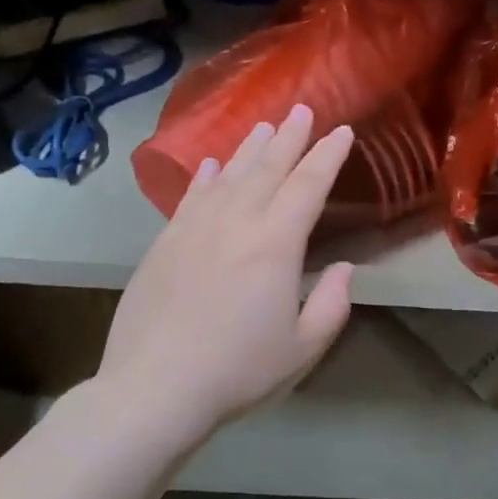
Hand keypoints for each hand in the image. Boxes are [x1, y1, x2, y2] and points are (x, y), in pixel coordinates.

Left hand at [94, 104, 354, 442]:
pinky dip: (205, 177)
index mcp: (275, 244)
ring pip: (228, 176)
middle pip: (267, 169)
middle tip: (304, 111)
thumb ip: (332, 304)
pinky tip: (211, 166)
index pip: (308, 186)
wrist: (154, 388)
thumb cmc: (238, 370)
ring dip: (249, 149)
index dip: (327, 156)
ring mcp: (194, 229)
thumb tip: (342, 268)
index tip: (341, 132)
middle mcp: (235, 223)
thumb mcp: (303, 347)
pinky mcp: (164, 243)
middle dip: (290, 138)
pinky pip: (191, 197)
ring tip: (265, 126)